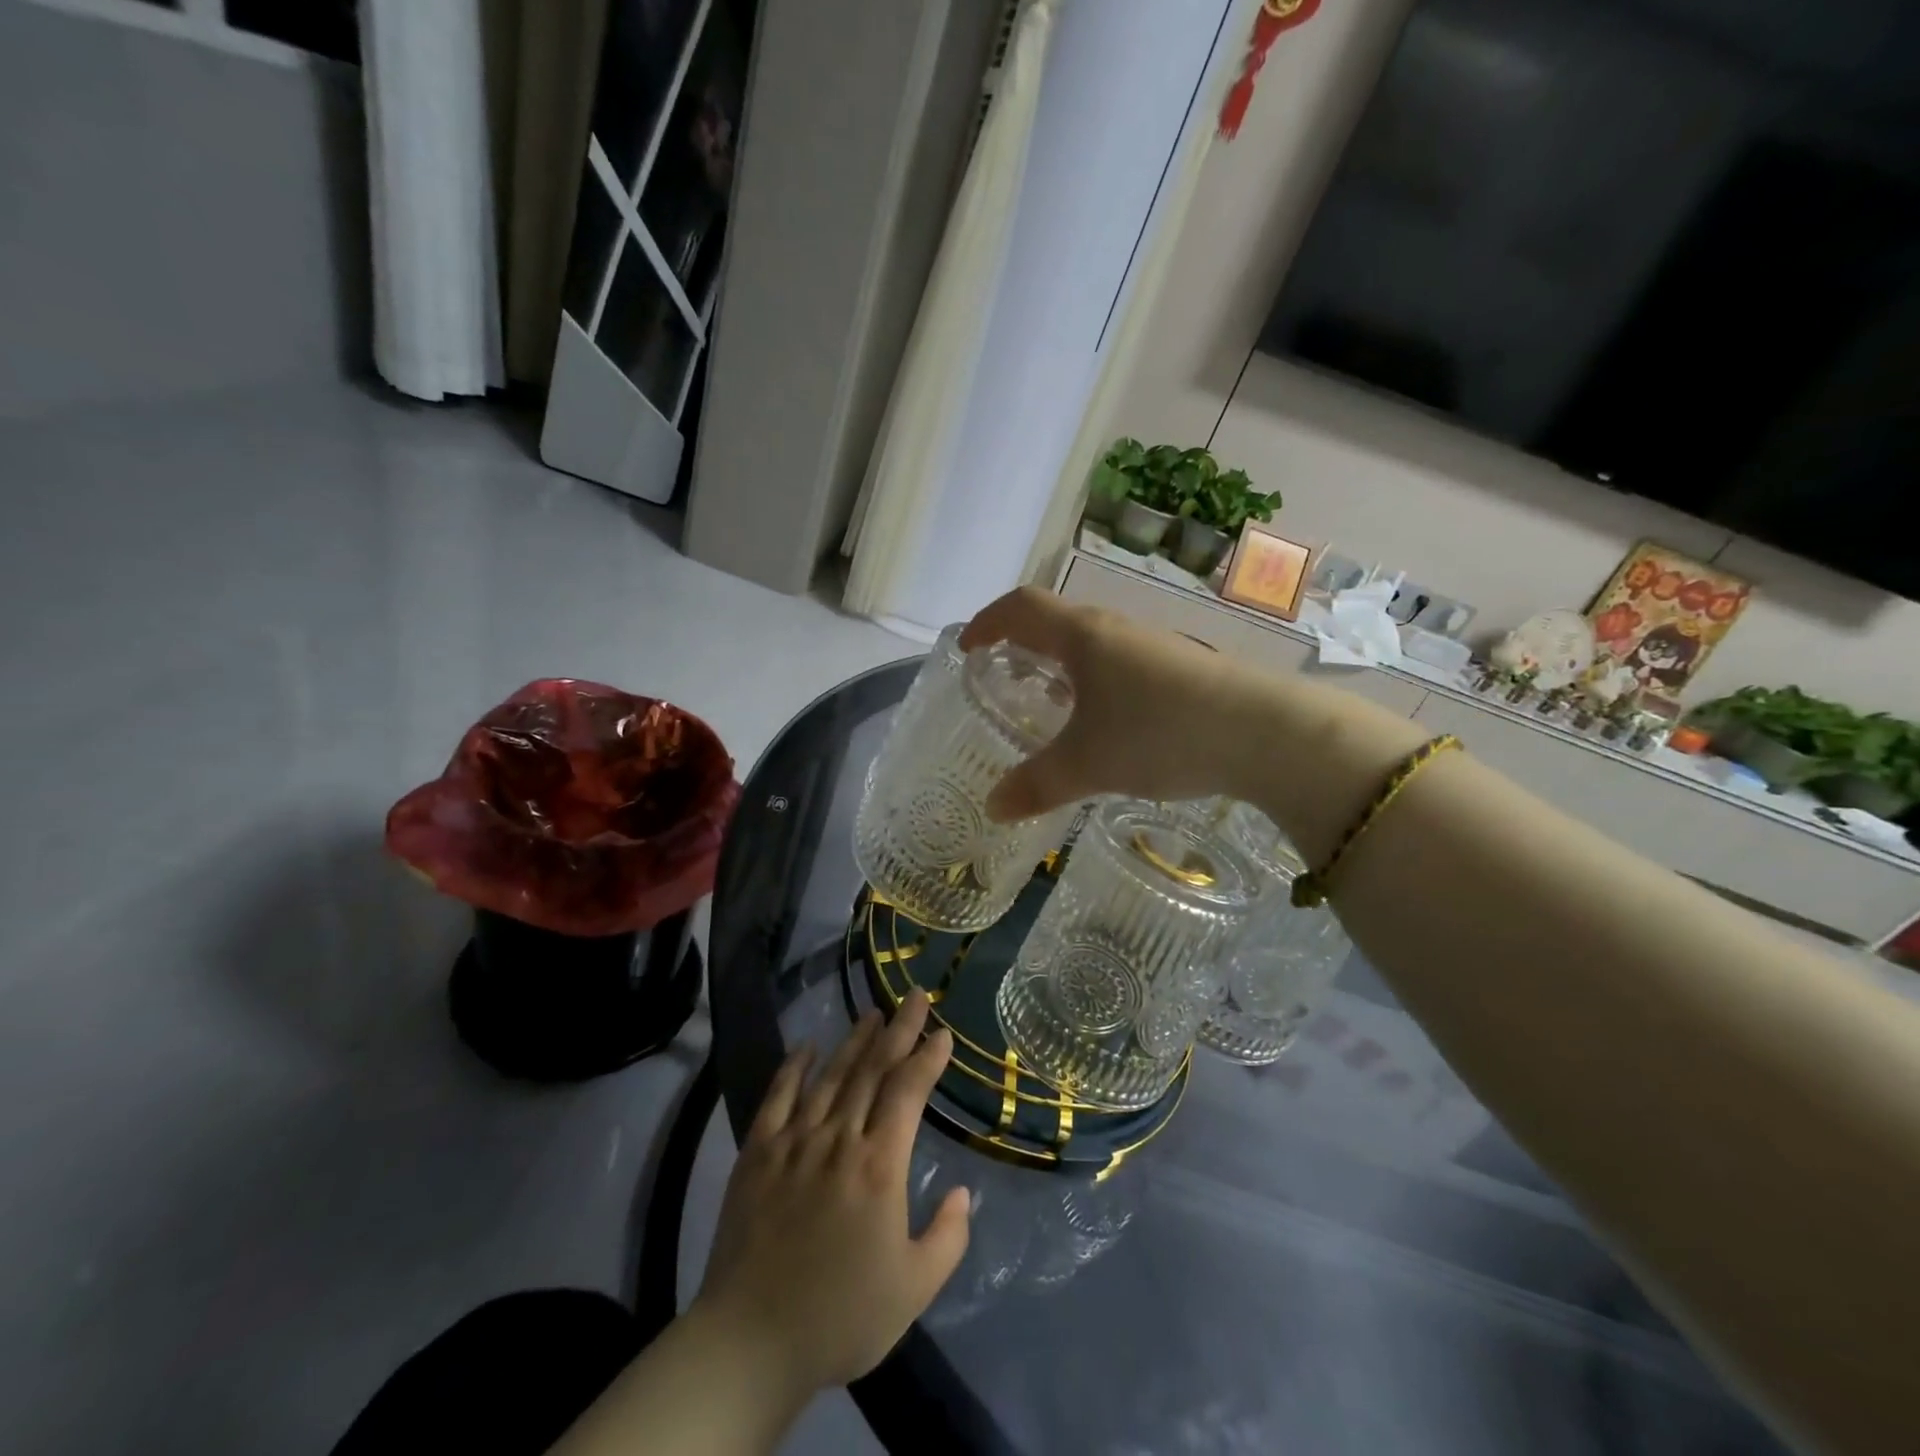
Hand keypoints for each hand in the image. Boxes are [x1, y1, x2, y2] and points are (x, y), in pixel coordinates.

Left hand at [692, 991, 970, 1397]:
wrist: (751, 1342)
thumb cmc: (840, 1316)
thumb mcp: (913, 1290)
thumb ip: (947, 1238)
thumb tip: (961, 1192)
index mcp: (879, 1166)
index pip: (908, 1092)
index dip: (927, 1058)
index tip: (942, 1033)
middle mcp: (839, 1139)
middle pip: (873, 1070)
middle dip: (898, 1029)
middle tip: (914, 996)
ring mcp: (794, 1141)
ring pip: (831, 1076)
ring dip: (854, 1040)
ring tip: (873, 1013)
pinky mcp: (757, 1153)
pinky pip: (777, 1097)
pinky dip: (794, 1067)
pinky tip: (807, 1045)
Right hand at [959, 587, 1426, 859]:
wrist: (1266, 733)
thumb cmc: (1160, 733)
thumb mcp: (1088, 765)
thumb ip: (1036, 785)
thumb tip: (993, 808)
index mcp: (1083, 636)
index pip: (1021, 608)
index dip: (987, 622)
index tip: (967, 648)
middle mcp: (1117, 630)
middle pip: (1057, 621)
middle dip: (1023, 644)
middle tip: (1003, 677)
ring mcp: (1155, 646)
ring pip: (1093, 644)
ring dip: (1063, 665)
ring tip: (1049, 703)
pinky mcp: (1183, 669)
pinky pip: (1121, 665)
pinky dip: (1095, 683)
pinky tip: (1105, 722)